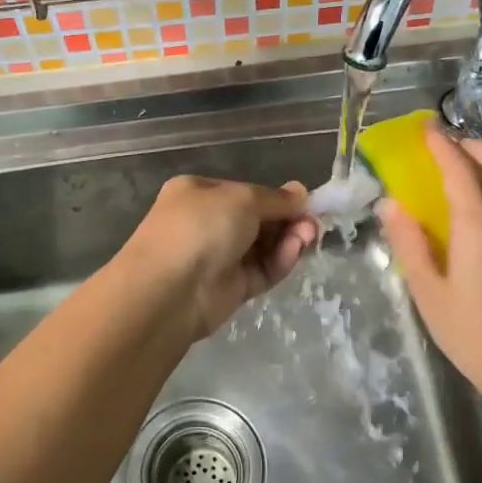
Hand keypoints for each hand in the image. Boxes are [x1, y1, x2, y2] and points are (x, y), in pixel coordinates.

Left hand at [123, 176, 318, 340]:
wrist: (169, 290)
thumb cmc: (200, 227)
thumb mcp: (242, 199)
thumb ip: (276, 198)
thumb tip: (301, 193)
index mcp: (198, 193)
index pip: (245, 192)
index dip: (276, 197)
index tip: (306, 202)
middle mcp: (206, 223)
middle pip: (257, 220)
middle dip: (287, 220)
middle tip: (312, 223)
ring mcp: (217, 258)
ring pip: (262, 246)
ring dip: (288, 240)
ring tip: (308, 237)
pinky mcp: (230, 289)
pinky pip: (261, 271)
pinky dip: (279, 261)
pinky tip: (294, 252)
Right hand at [379, 126, 481, 393]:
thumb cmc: (468, 330)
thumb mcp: (427, 289)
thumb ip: (409, 242)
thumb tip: (391, 204)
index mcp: (478, 227)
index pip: (460, 171)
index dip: (442, 145)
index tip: (426, 129)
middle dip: (475, 144)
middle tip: (446, 146)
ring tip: (450, 171)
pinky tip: (463, 209)